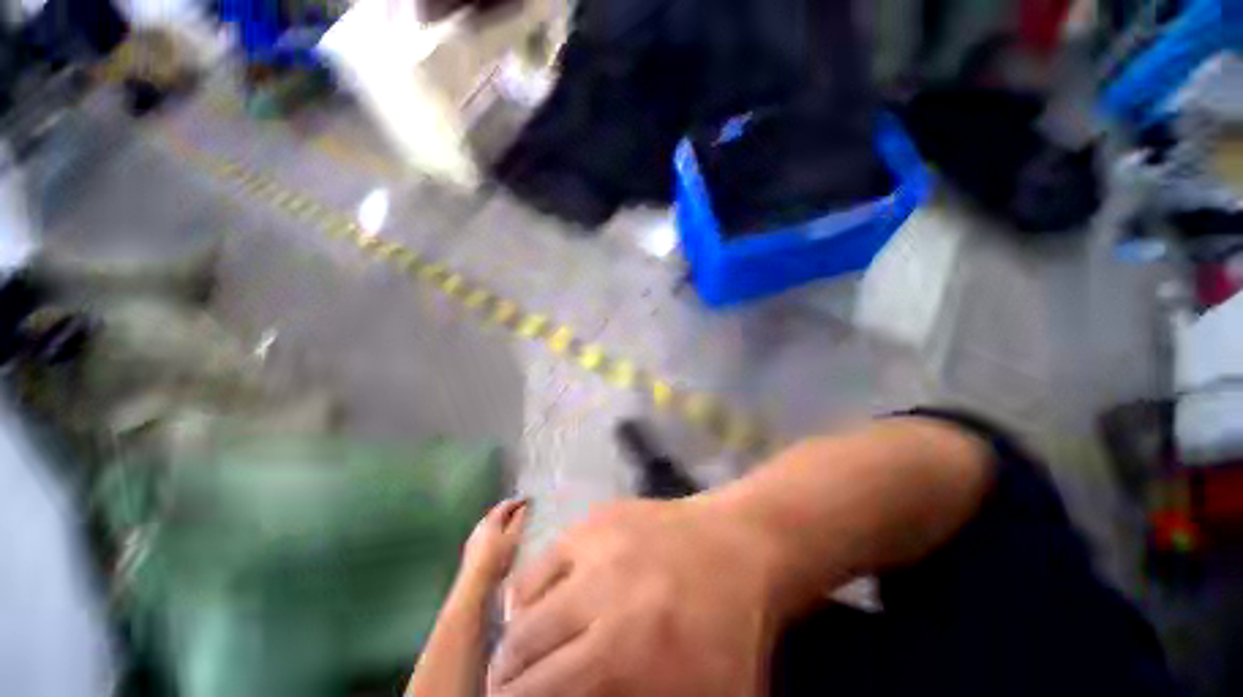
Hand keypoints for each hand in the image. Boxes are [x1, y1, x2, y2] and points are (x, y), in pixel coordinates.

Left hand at [460, 498, 528, 588]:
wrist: (474, 584)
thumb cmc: (497, 559)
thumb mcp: (512, 538)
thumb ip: (518, 521)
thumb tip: (523, 507)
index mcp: (490, 520)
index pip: (505, 504)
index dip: (517, 501)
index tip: (528, 501)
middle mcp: (480, 525)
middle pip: (496, 513)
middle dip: (509, 511)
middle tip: (522, 512)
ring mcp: (474, 537)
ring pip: (490, 524)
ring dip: (502, 522)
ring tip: (514, 526)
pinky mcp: (471, 549)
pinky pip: (486, 534)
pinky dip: (496, 532)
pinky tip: (500, 541)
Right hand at [487, 498, 779, 696]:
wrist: (741, 545)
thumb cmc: (732, 631)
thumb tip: (583, 695)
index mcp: (624, 651)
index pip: (539, 691)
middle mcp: (599, 593)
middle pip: (521, 647)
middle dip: (507, 676)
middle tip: (510, 686)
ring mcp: (596, 543)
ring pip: (523, 599)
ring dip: (517, 631)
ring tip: (524, 645)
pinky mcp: (597, 516)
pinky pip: (543, 557)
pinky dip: (533, 586)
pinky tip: (545, 599)